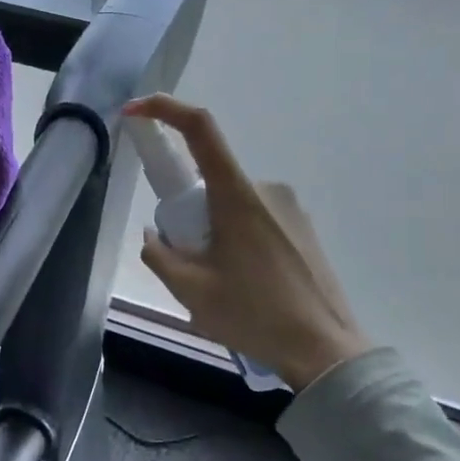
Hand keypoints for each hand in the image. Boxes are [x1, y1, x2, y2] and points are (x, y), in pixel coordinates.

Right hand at [124, 94, 374, 391]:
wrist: (324, 350)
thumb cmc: (253, 315)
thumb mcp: (190, 290)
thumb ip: (159, 254)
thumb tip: (155, 234)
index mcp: (237, 195)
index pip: (199, 129)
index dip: (163, 110)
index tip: (134, 113)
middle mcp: (265, 189)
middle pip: (209, 180)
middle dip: (187, 214)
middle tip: (189, 263)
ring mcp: (289, 207)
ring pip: (230, 204)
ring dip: (213, 232)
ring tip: (222, 286)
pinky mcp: (302, 227)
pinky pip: (254, 220)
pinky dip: (237, 241)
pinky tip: (247, 287)